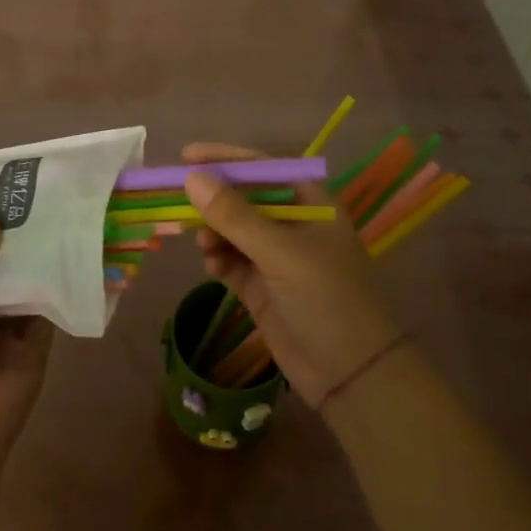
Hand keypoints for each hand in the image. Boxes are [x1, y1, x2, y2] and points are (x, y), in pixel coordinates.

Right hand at [183, 143, 402, 411]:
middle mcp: (294, 225)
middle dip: (214, 200)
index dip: (227, 159)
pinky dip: (219, 260)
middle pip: (244, 199)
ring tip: (205, 245)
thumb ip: (234, 215)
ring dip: (215, 233)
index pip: (264, 168)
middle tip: (179, 201)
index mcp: (311, 204)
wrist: (351, 374)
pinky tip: (214, 268)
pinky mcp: (262, 287)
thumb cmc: (326, 298)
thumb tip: (191, 178)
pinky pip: (231, 262)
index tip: (188, 155)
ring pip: (233, 231)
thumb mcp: (281, 252)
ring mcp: (277, 257)